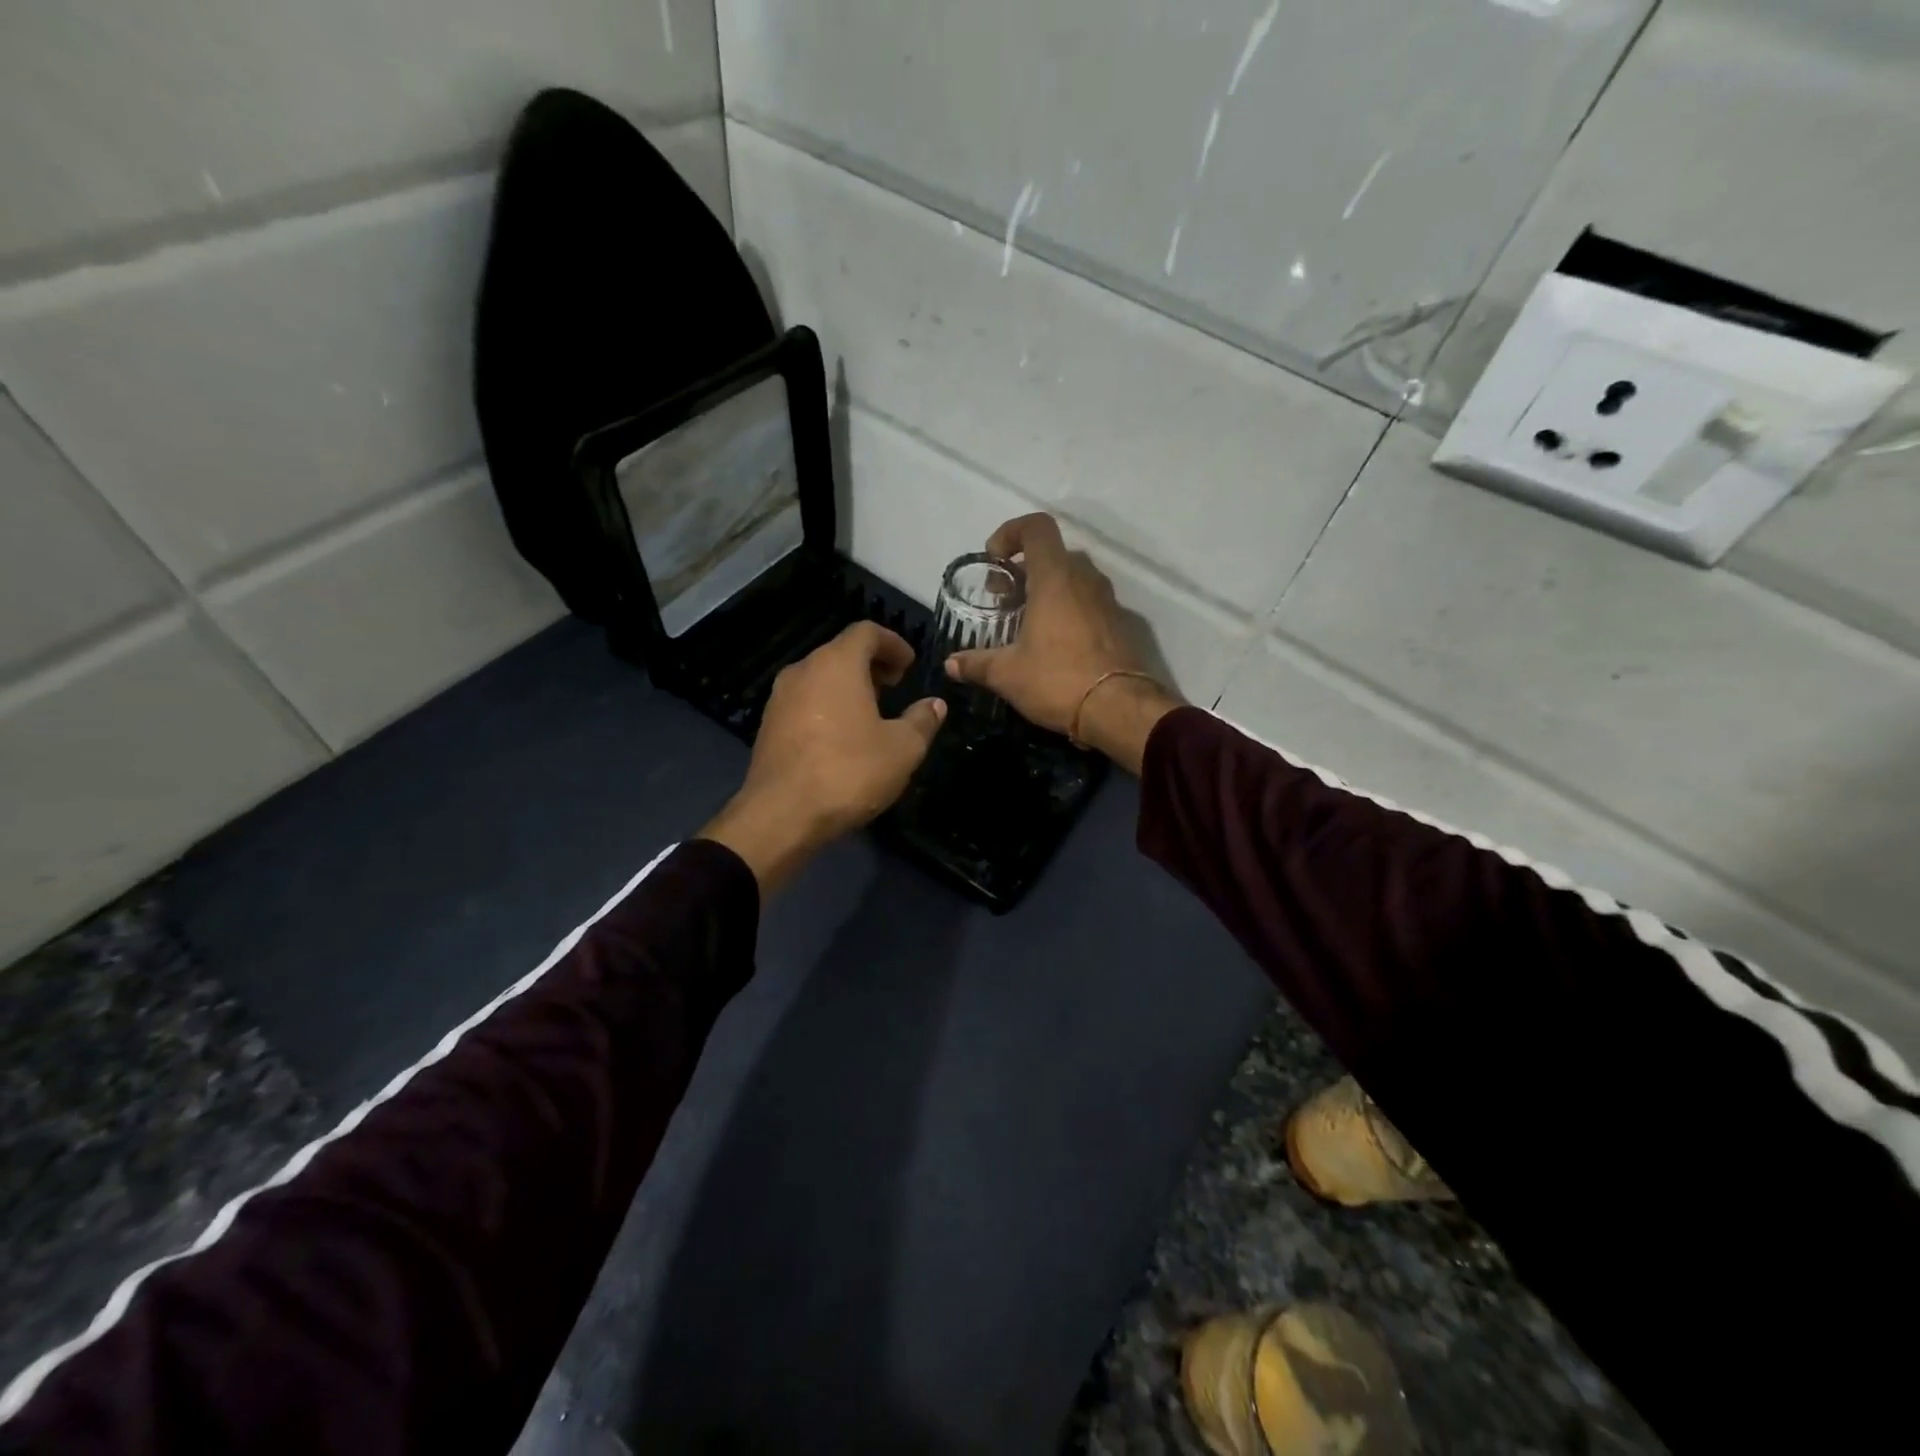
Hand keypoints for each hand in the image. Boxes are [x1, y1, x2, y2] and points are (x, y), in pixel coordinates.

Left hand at [700, 622, 945, 893]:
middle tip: (894, 687)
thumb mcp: (902, 749)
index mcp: (837, 664)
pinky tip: (841, 737)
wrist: (781, 815)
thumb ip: (922, 720)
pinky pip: (805, 701)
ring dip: (848, 685)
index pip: (866, 632)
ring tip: (871, 713)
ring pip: (820, 676)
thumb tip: (934, 704)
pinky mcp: (768, 725)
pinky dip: (827, 705)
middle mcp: (804, 670)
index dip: (893, 643)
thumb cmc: (849, 772)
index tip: (909, 665)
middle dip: (871, 664)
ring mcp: (780, 697)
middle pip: (841, 651)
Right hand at [946, 513, 1180, 773]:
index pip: (1037, 528)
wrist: (1119, 710)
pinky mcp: (1120, 625)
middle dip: (1024, 570)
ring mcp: (1108, 601)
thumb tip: (951, 664)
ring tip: (1025, 622)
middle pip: (1053, 555)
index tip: (994, 560)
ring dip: (1048, 591)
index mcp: (1055, 578)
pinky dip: (1068, 611)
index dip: (1011, 533)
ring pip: (1074, 579)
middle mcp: (1085, 580)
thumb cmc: (1058, 680)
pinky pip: (1089, 604)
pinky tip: (1053, 644)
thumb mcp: (1008, 674)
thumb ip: (977, 664)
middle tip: (1003, 598)